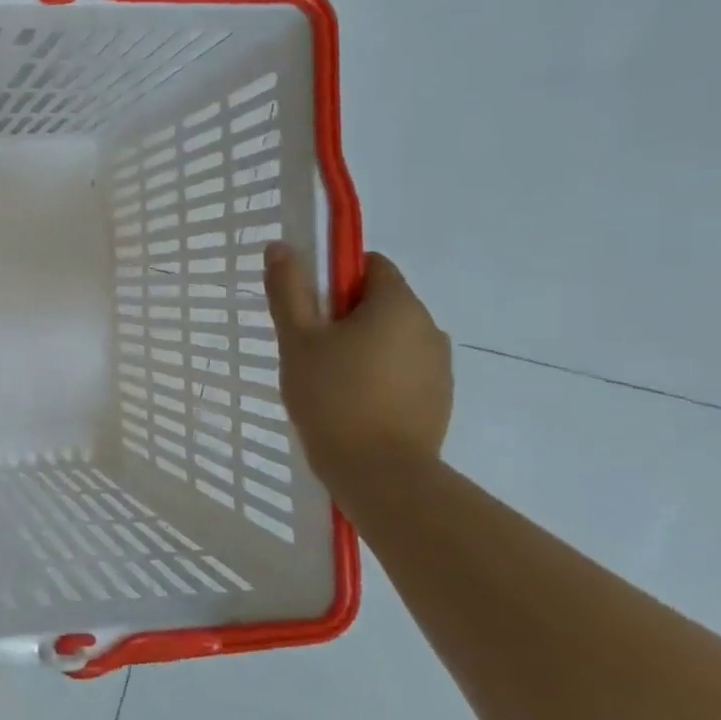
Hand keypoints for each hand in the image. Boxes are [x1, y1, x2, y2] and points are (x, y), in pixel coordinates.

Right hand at [263, 242, 452, 481]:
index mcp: (398, 304)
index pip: (370, 265)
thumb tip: (280, 246)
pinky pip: (404, 368)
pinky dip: (379, 374)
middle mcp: (429, 325)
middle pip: (381, 301)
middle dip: (345, 315)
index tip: (309, 308)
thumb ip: (288, 289)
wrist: (380, 474)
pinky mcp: (440, 397)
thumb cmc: (332, 397)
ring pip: (392, 336)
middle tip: (309, 348)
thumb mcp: (297, 339)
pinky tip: (353, 402)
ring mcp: (439, 364)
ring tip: (329, 380)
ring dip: (363, 345)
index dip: (335, 278)